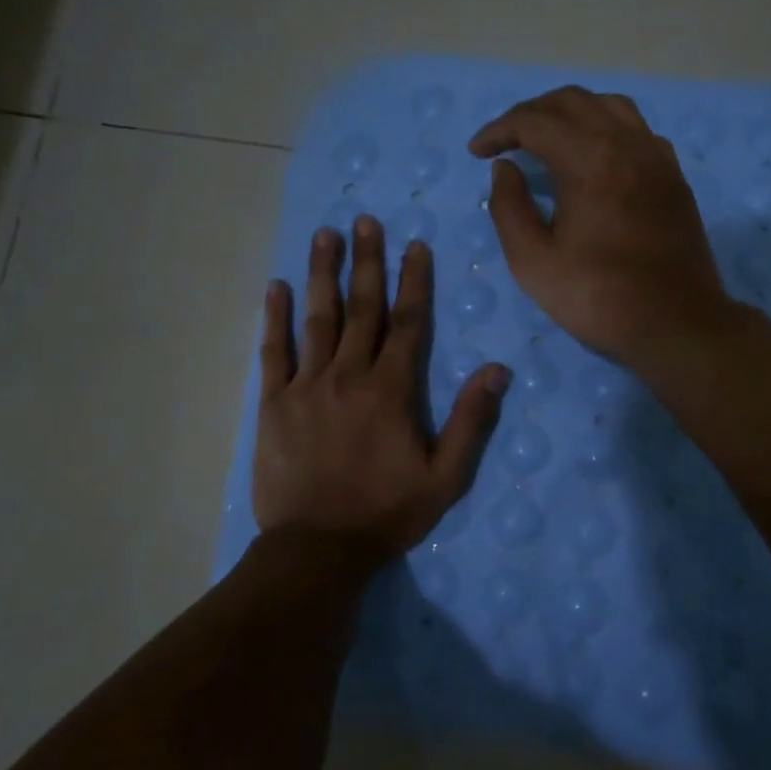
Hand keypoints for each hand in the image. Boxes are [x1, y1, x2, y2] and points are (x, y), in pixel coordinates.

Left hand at [253, 217, 509, 560]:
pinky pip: (273, 352)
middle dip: (366, 261)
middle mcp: (349, 375)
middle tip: (365, 221)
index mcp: (392, 390)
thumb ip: (470, 420)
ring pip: (317, 319)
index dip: (413, 281)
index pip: (407, 322)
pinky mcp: (274, 403)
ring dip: (322, 274)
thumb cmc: (387, 513)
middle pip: (361, 308)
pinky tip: (275, 288)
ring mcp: (307, 386)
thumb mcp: (446, 476)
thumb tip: (498, 369)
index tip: (415, 245)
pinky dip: (274, 318)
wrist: (318, 549)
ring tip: (324, 235)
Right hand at [469, 86, 731, 368]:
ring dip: (571, 113)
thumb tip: (505, 169)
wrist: (677, 323)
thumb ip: (509, 208)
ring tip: (548, 139)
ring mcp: (656, 156)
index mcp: (589, 159)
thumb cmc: (599, 297)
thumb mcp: (533, 262)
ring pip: (609, 107)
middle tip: (506, 141)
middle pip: (572, 101)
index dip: (499, 130)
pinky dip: (605, 127)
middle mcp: (626, 143)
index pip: (534, 121)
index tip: (477, 152)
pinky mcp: (673, 175)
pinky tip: (595, 156)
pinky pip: (636, 129)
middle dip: (531, 114)